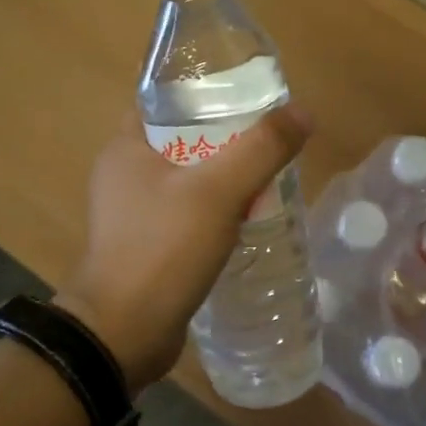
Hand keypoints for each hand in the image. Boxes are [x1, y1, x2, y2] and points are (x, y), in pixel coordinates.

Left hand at [56, 104, 313, 393]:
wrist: (123, 334)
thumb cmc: (163, 249)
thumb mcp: (218, 191)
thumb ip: (261, 148)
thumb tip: (302, 112)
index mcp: (125, 147)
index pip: (163, 99)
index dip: (203, 91)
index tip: (246, 95)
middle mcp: (124, 175)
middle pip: (182, 139)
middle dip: (225, 137)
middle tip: (268, 139)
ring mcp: (133, 214)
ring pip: (188, 180)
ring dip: (223, 178)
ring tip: (268, 177)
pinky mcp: (147, 247)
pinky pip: (187, 215)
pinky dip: (215, 212)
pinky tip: (247, 219)